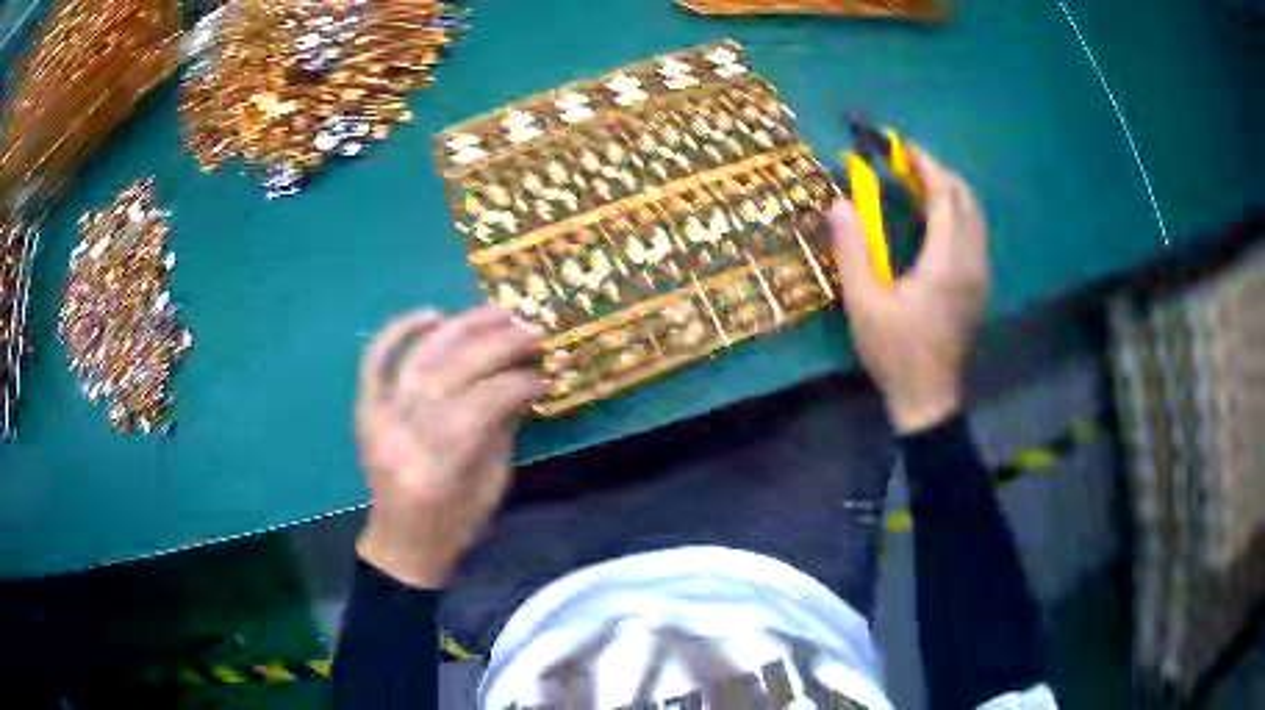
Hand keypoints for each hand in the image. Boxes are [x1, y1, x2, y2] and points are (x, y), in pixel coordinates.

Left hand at [354, 305, 544, 587]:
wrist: (402, 540)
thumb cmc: (455, 523)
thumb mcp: (492, 484)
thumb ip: (504, 427)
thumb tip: (525, 378)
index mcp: (437, 468)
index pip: (481, 404)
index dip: (518, 383)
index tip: (544, 373)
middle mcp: (402, 436)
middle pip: (452, 373)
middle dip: (499, 345)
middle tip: (533, 330)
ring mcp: (377, 418)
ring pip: (421, 357)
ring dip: (463, 327)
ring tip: (499, 311)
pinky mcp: (365, 408)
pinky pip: (376, 359)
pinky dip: (400, 330)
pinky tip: (433, 314)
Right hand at [829, 144, 988, 433]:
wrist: (928, 398)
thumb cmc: (895, 352)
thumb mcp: (864, 304)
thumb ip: (853, 250)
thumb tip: (841, 203)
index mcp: (947, 263)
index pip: (945, 197)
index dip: (924, 166)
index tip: (900, 146)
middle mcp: (972, 262)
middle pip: (966, 200)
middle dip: (939, 173)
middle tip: (906, 163)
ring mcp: (980, 275)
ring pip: (974, 216)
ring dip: (949, 192)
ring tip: (917, 184)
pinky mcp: (979, 285)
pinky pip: (974, 234)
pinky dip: (955, 213)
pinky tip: (932, 219)